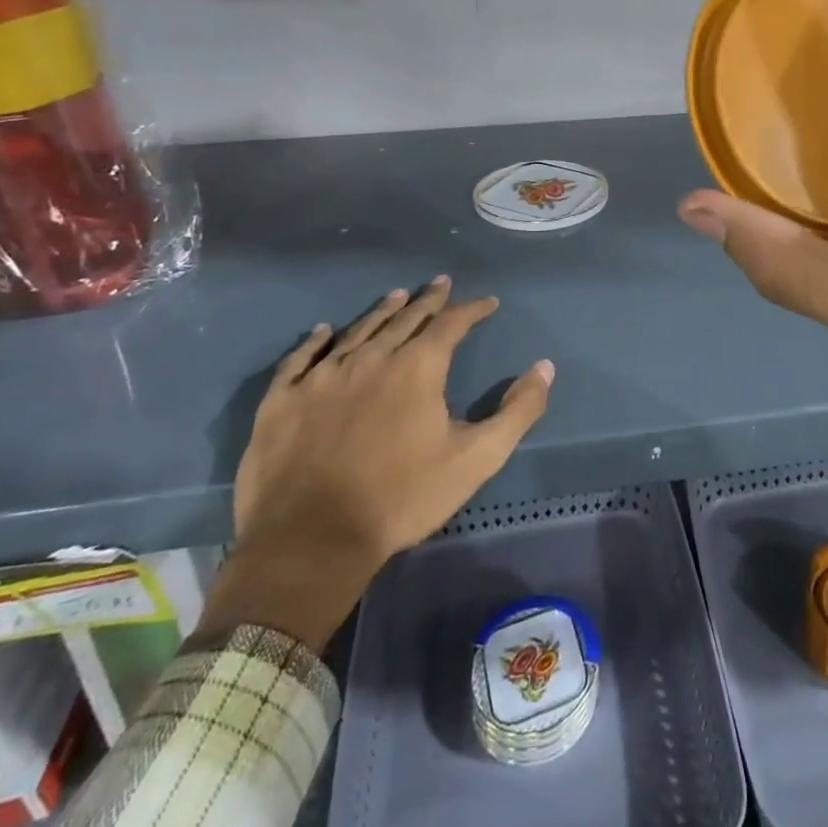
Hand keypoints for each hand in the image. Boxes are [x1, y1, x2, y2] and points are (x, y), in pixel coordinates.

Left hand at [198, 278, 554, 649]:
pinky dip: (316, 341)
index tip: (487, 303)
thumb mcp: (476, 459)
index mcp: (417, 368)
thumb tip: (544, 368)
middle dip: (428, 300)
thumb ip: (517, 411)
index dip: (472, 310)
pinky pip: (300, 359)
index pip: (450, 324)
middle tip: (440, 283)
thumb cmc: (402, 498)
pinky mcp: (282, 400)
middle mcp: (370, 358)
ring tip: (397, 295)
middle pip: (404, 318)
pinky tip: (324, 332)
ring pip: (358, 331)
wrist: (311, 543)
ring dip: (381, 311)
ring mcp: (321, 377)